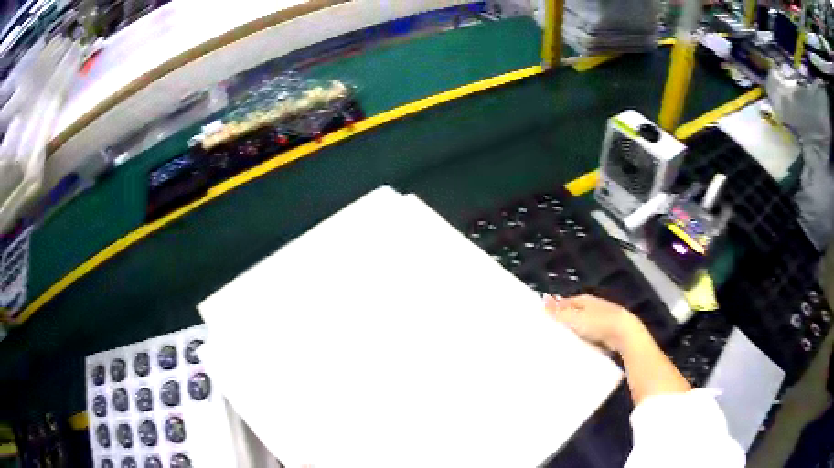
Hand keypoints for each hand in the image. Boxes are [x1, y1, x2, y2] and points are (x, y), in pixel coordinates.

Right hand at [544, 294, 642, 352]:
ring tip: (560, 343)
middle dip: (564, 321)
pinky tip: (577, 348)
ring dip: (573, 332)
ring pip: (582, 325)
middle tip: (549, 332)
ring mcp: (600, 320)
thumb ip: (558, 312)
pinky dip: (583, 340)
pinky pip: (589, 336)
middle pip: (574, 313)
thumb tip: (543, 300)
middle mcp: (592, 307)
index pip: (565, 302)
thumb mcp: (575, 318)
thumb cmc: (598, 323)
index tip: (543, 319)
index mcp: (584, 300)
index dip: (555, 309)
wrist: (624, 334)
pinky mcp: (606, 333)